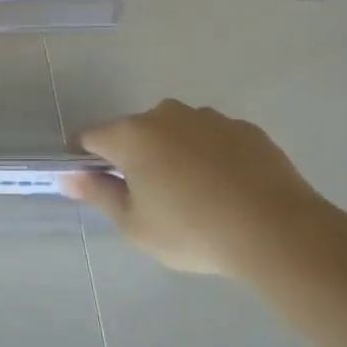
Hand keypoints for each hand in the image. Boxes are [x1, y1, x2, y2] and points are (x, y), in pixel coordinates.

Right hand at [61, 100, 333, 278]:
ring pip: (176, 132)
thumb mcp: (134, 225)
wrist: (276, 231)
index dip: (87, 160)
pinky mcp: (246, 129)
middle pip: (135, 131)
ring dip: (173, 153)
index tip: (100, 186)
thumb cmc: (191, 231)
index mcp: (131, 135)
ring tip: (193, 194)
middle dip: (134, 156)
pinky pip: (213, 139)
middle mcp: (167, 115)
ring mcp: (210, 118)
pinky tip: (225, 189)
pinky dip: (210, 156)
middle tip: (150, 197)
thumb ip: (99, 194)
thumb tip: (70, 176)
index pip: (91, 137)